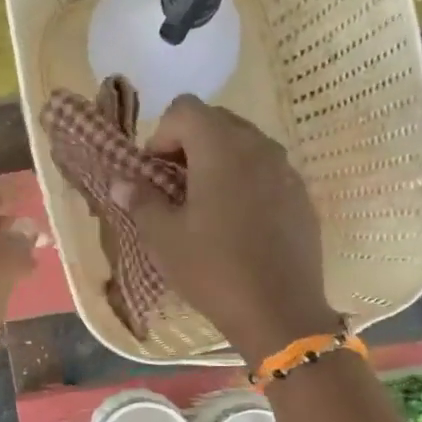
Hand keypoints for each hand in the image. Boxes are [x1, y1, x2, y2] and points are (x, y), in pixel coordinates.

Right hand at [113, 96, 335, 365]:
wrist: (279, 311)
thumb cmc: (212, 269)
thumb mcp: (163, 238)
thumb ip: (140, 200)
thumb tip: (121, 182)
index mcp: (221, 148)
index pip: (185, 109)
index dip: (161, 134)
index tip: (153, 173)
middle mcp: (258, 146)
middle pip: (216, 121)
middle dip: (187, 144)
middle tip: (172, 187)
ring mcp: (286, 170)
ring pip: (244, 145)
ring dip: (216, 162)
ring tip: (202, 205)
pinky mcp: (301, 195)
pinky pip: (265, 171)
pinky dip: (243, 181)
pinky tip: (235, 224)